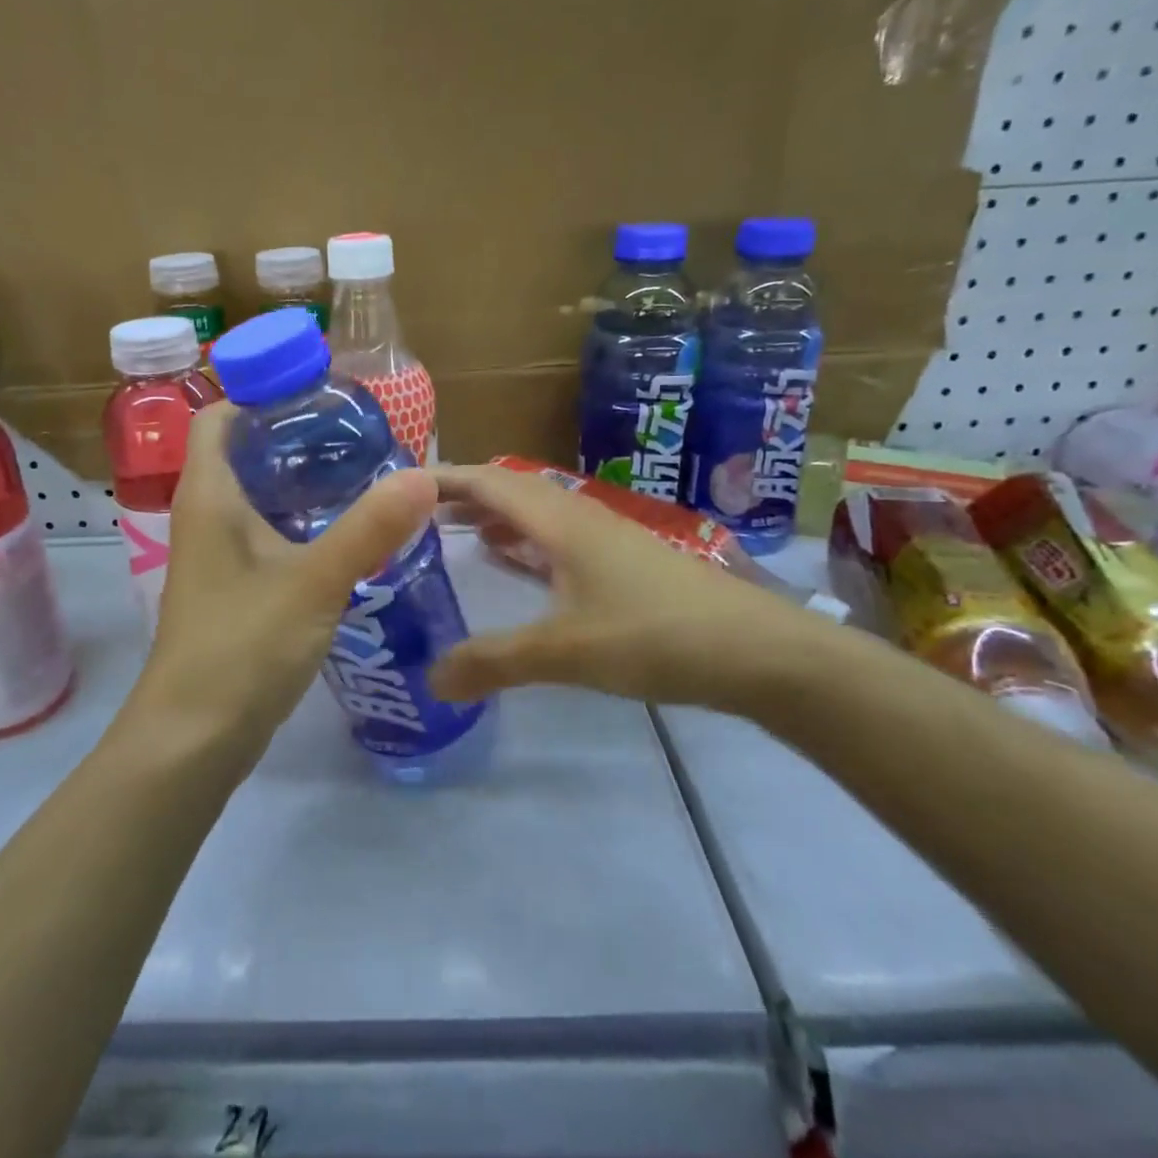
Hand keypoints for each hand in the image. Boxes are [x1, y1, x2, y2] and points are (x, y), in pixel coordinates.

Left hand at [132, 403, 438, 761]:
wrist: (194, 738)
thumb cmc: (240, 647)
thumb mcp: (312, 582)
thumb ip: (369, 530)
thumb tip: (424, 477)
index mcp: (209, 495)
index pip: (219, 416)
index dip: (260, 393)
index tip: (319, 393)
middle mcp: (206, 515)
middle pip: (244, 452)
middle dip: (296, 436)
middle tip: (359, 432)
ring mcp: (218, 555)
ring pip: (259, 496)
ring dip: (303, 481)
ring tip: (364, 471)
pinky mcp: (235, 588)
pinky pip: (268, 534)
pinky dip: (303, 521)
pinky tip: (348, 531)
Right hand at [428, 463, 838, 715]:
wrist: (759, 652)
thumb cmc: (655, 636)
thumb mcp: (566, 652)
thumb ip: (495, 663)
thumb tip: (431, 679)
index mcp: (560, 522)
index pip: (488, 482)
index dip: (442, 478)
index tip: (398, 485)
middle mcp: (580, 518)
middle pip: (510, 490)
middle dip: (462, 496)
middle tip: (416, 515)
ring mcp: (607, 539)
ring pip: (537, 514)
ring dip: (496, 517)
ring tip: (457, 535)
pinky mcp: (625, 564)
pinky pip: (558, 539)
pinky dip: (526, 543)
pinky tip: (520, 567)